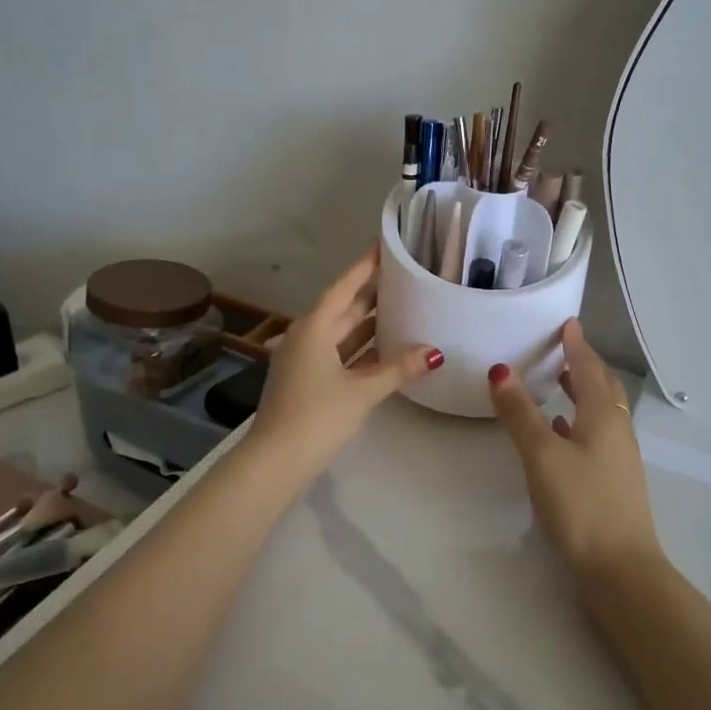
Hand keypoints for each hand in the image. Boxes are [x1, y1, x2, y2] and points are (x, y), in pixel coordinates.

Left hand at [250, 246, 441, 483]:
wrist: (274, 463)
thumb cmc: (317, 416)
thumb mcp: (362, 391)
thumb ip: (399, 369)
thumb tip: (436, 352)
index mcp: (314, 327)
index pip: (345, 287)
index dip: (366, 266)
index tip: (385, 246)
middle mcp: (307, 336)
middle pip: (344, 308)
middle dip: (373, 294)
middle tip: (406, 277)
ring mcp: (305, 360)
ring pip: (342, 333)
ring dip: (369, 324)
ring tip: (405, 308)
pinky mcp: (308, 382)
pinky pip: (340, 355)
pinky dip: (362, 350)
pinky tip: (387, 350)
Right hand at [489, 319, 662, 582]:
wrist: (620, 571)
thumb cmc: (581, 505)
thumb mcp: (542, 455)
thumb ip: (520, 413)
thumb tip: (501, 370)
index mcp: (603, 416)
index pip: (589, 368)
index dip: (576, 345)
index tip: (567, 323)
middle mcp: (616, 430)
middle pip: (602, 387)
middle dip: (584, 365)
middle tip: (562, 349)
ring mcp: (618, 458)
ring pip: (601, 412)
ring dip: (583, 393)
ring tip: (560, 383)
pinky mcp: (613, 481)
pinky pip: (597, 436)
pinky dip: (579, 423)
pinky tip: (561, 432)